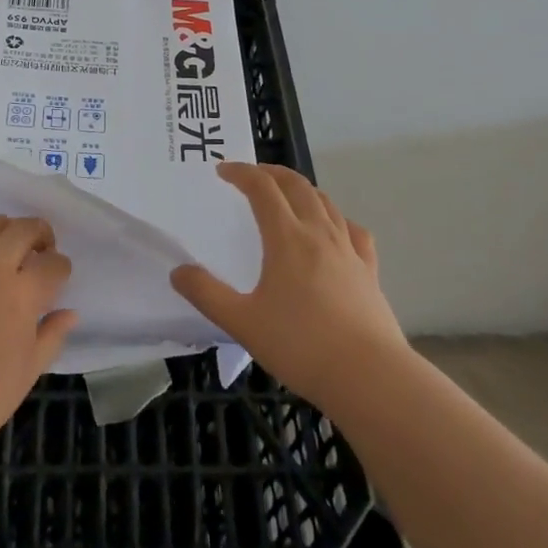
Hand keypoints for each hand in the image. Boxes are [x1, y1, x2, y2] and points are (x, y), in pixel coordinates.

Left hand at [0, 214, 77, 461]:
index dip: (61, 268)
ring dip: (7, 230)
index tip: (58, 278)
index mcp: (22, 295)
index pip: (53, 264)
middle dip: (40, 234)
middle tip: (40, 251)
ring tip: (8, 249)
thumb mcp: (28, 372)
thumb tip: (69, 313)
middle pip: (24, 229)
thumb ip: (52, 335)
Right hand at [171, 162, 406, 411]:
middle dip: (271, 172)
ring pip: (325, 202)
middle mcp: (319, 233)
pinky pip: (353, 231)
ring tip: (287, 195)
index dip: (241, 172)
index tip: (222, 170)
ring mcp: (349, 250)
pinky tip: (335, 230)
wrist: (369, 376)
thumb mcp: (242, 323)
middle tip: (252, 174)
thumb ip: (207, 295)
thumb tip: (178, 272)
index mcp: (287, 237)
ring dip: (302, 189)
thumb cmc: (301, 346)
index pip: (262, 188)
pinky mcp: (369, 271)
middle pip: (296, 185)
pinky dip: (337, 219)